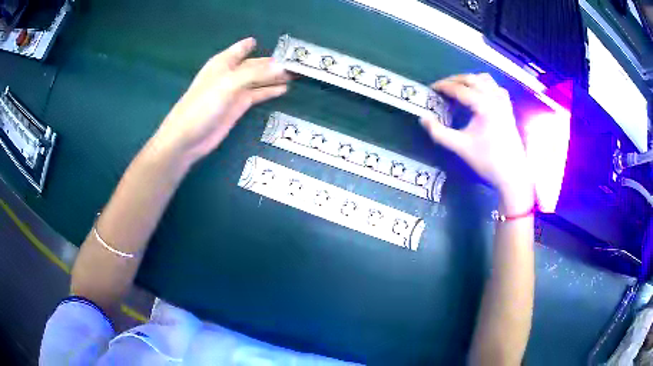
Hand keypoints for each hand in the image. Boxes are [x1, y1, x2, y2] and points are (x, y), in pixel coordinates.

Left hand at [151, 37, 290, 165]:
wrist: (188, 138)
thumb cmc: (203, 105)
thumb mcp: (229, 84)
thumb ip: (255, 73)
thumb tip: (282, 66)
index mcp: (223, 62)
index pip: (242, 48)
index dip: (258, 45)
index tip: (276, 44)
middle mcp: (230, 74)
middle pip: (255, 64)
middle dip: (273, 62)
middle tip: (297, 62)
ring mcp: (235, 91)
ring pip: (259, 80)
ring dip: (275, 77)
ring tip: (297, 74)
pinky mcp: (238, 106)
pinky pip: (258, 95)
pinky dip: (270, 91)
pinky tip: (284, 89)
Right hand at [420, 73, 533, 212]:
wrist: (512, 174)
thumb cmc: (487, 161)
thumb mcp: (460, 147)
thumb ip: (439, 133)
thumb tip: (423, 118)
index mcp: (484, 105)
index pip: (460, 89)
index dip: (443, 87)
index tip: (431, 88)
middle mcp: (495, 98)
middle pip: (472, 79)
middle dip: (455, 80)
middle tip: (442, 87)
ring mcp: (503, 102)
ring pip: (485, 79)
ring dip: (470, 80)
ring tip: (459, 88)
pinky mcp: (508, 108)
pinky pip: (496, 87)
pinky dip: (485, 86)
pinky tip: (480, 94)